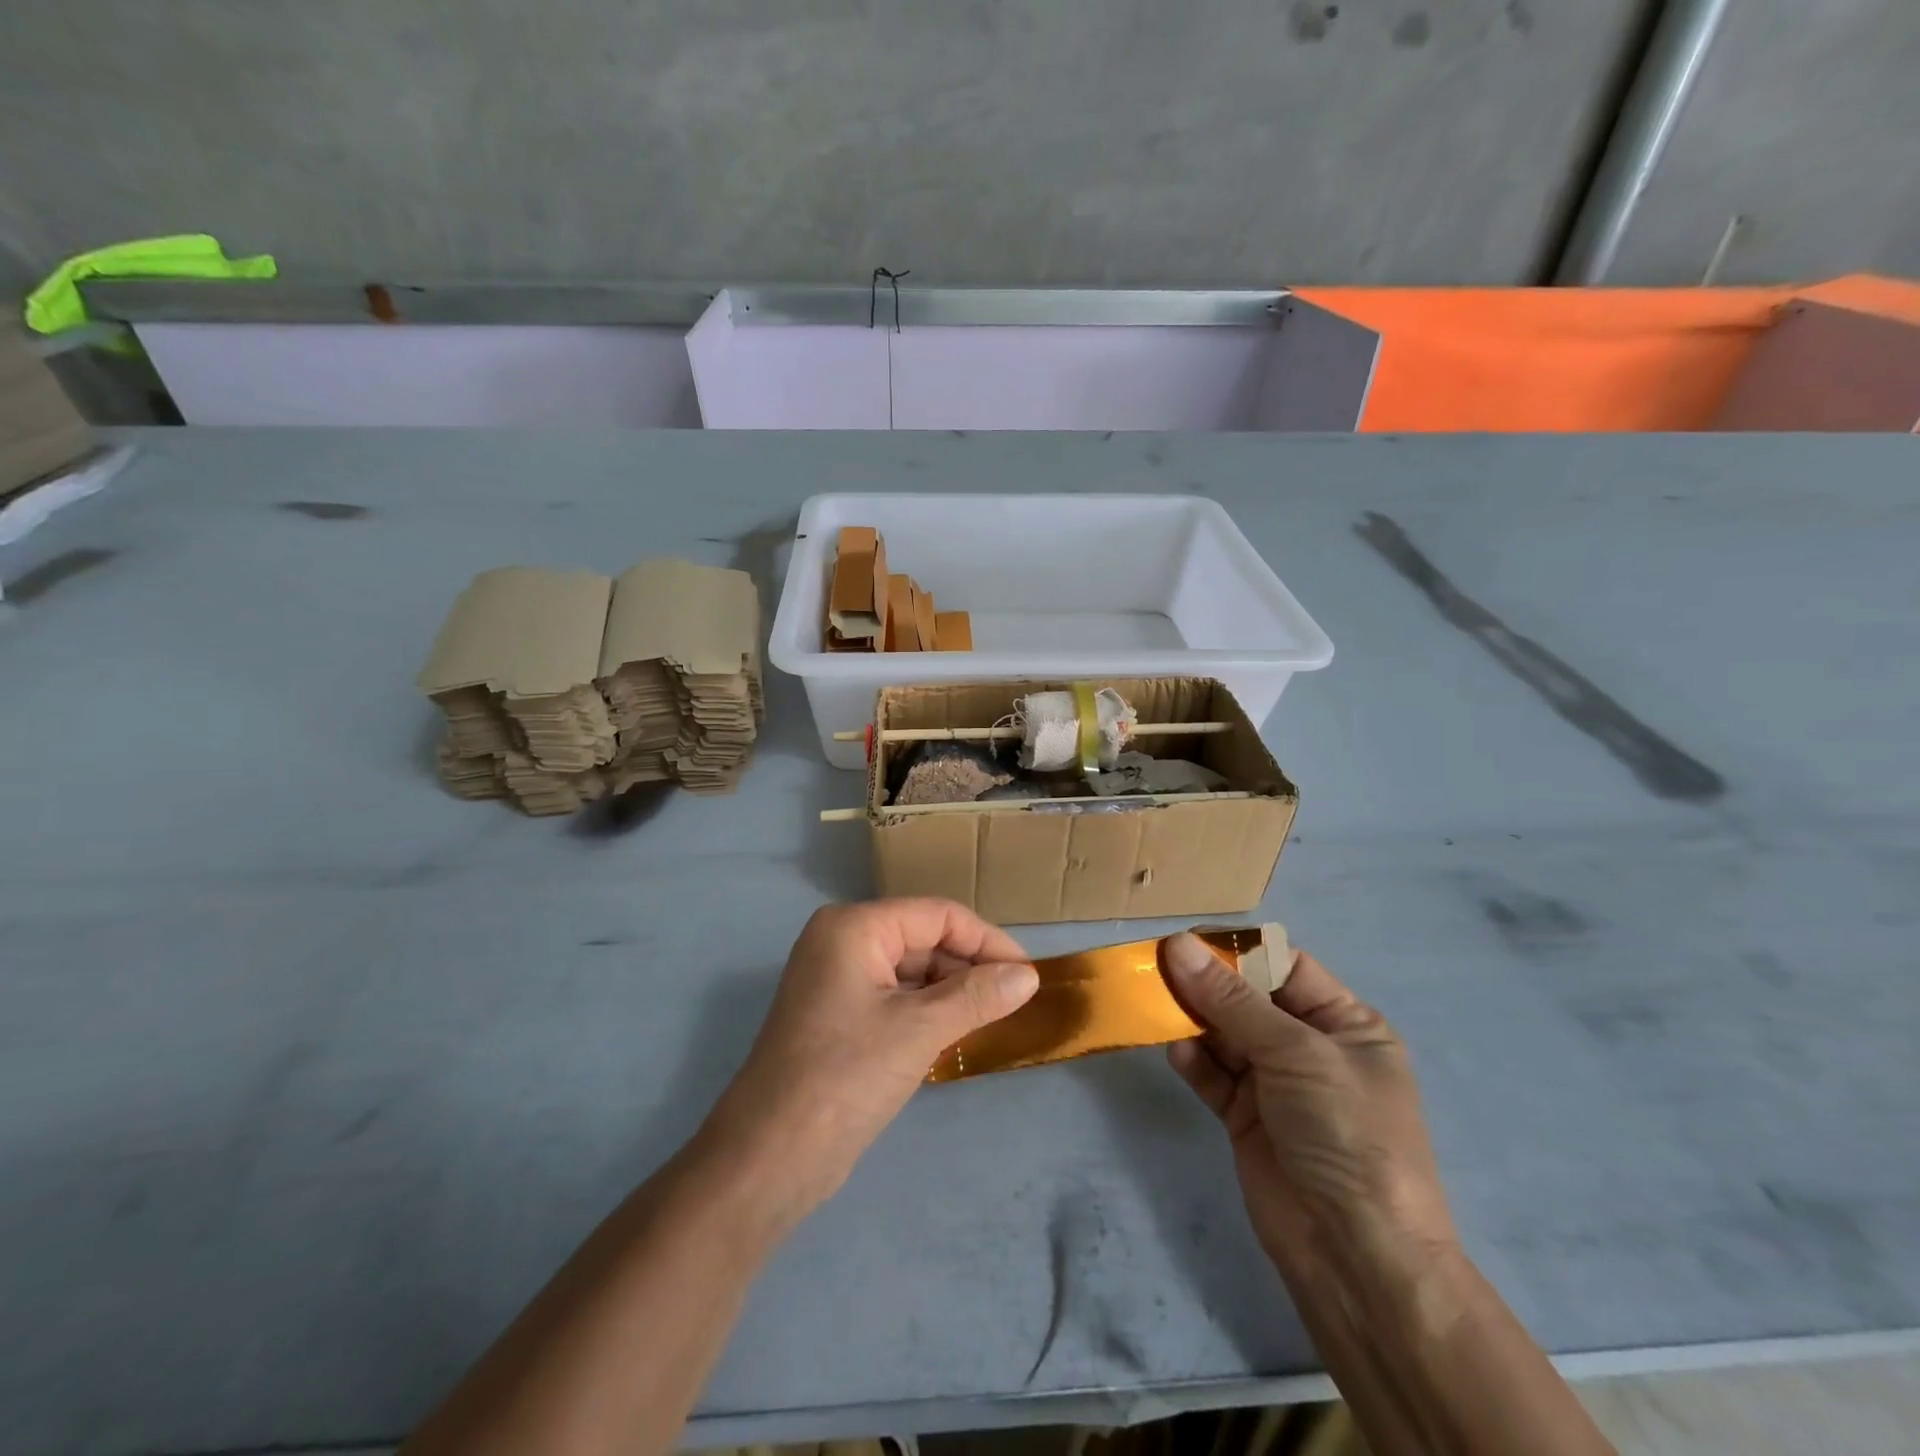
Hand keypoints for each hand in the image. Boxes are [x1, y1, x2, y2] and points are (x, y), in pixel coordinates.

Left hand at [700, 899, 1037, 1226]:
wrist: (769, 1157)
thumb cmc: (845, 1077)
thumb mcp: (919, 1030)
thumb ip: (977, 996)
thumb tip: (1029, 976)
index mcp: (854, 927)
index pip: (937, 915)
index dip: (987, 940)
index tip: (1028, 975)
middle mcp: (842, 941)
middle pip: (924, 938)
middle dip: (970, 966)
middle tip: (1017, 1000)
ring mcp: (837, 978)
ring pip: (912, 969)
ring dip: (952, 990)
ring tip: (996, 1017)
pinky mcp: (839, 1013)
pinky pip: (896, 996)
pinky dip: (929, 1009)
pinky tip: (959, 1031)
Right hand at [1162, 933, 1456, 1281]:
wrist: (1357, 1256)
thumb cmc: (1346, 1134)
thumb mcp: (1295, 1053)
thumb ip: (1231, 998)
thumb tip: (1177, 944)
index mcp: (1344, 1023)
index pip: (1284, 966)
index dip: (1237, 951)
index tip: (1185, 940)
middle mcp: (1309, 1047)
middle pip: (1247, 998)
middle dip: (1206, 983)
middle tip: (1155, 967)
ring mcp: (1275, 1084)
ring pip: (1224, 1034)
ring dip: (1192, 1019)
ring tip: (1155, 1003)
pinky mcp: (1245, 1117)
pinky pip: (1213, 1075)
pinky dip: (1194, 1061)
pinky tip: (1177, 1053)